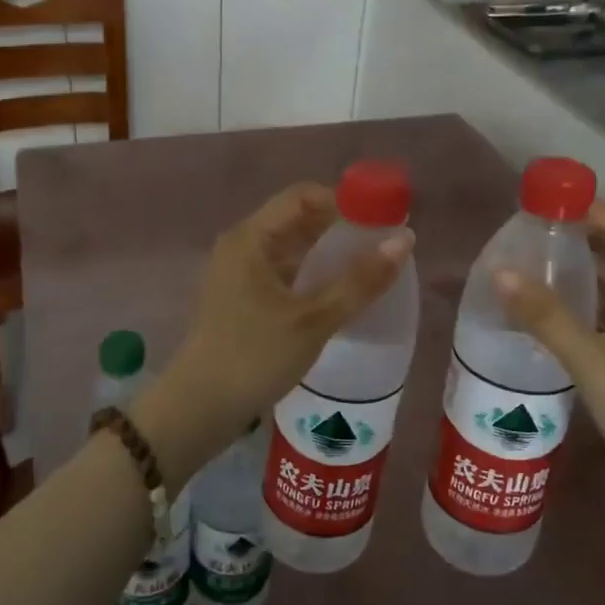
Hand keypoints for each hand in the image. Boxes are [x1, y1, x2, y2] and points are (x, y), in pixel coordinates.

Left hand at [134, 183, 412, 482]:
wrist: (200, 408)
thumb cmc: (254, 357)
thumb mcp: (313, 320)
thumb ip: (360, 281)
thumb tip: (405, 240)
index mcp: (251, 238)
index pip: (302, 196)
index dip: (344, 201)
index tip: (382, 218)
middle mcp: (242, 247)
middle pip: (297, 220)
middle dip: (341, 228)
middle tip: (384, 244)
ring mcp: (239, 274)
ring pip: (291, 249)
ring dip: (328, 253)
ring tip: (371, 267)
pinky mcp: (243, 299)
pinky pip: (284, 272)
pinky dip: (312, 275)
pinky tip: (340, 293)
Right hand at [494, 201, 604, 520]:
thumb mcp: (593, 359)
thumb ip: (545, 316)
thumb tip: (498, 272)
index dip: (579, 207)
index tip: (533, 199)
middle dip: (567, 236)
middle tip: (515, 230)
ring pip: (600, 281)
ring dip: (566, 269)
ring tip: (517, 259)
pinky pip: (594, 309)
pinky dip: (568, 300)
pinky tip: (535, 303)